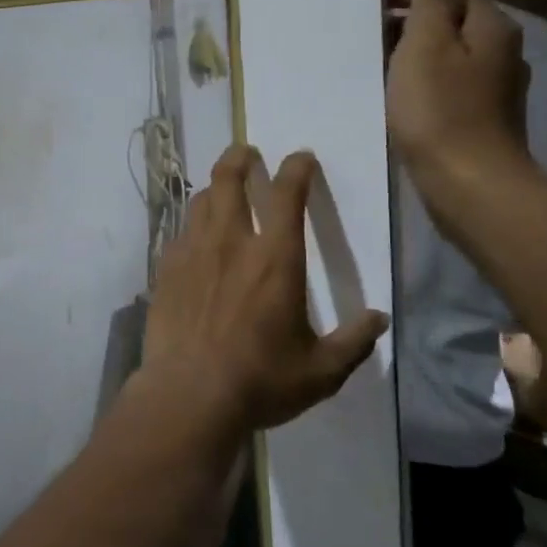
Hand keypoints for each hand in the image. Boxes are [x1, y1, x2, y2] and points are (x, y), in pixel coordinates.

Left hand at [139, 146, 388, 437]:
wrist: (188, 394)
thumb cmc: (260, 380)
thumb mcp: (321, 371)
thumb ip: (352, 342)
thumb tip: (379, 320)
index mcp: (275, 259)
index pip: (287, 195)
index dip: (296, 169)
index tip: (301, 158)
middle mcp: (231, 243)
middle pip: (230, 180)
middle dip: (239, 158)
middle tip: (246, 152)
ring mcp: (193, 253)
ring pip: (201, 201)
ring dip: (214, 187)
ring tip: (222, 188)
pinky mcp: (166, 270)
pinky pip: (180, 232)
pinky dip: (192, 224)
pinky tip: (196, 236)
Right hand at [386, 0, 532, 189]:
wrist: (468, 185)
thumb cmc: (440, 110)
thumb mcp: (426, 45)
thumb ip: (432, 1)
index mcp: (491, 26)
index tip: (369, 2)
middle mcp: (499, 51)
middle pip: (449, 20)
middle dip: (407, 21)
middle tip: (364, 35)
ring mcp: (492, 88)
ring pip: (446, 54)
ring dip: (411, 53)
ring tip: (373, 64)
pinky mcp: (478, 118)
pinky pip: (444, 84)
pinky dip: (419, 81)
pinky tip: (396, 95)